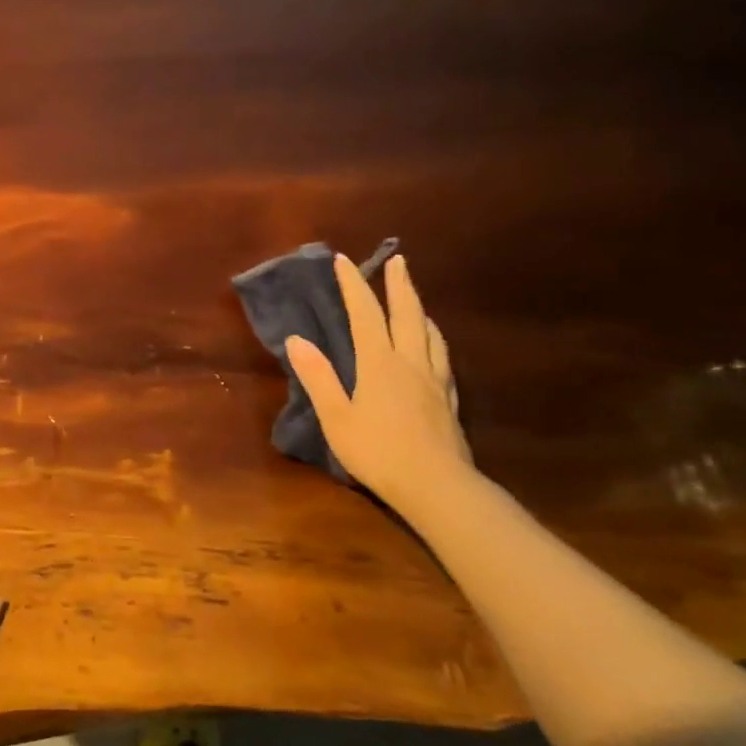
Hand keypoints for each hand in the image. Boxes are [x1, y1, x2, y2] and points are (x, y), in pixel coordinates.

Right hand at [285, 254, 471, 513]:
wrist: (436, 485)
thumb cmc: (377, 451)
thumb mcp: (336, 417)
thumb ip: (318, 377)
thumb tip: (297, 340)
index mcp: (379, 363)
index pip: (365, 314)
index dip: (354, 286)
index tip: (344, 261)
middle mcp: (410, 362)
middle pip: (407, 314)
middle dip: (399, 284)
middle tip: (397, 260)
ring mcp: (434, 380)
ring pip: (430, 333)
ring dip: (419, 308)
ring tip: (413, 297)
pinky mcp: (448, 399)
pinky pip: (442, 356)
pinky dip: (434, 338)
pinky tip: (432, 344)